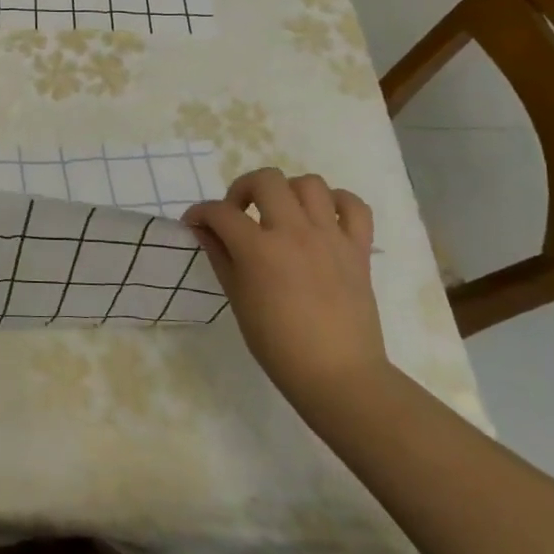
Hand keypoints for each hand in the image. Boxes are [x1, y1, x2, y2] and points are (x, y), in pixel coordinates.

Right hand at [182, 168, 391, 415]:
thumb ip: (220, 256)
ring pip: (309, 183)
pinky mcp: (358, 248)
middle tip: (239, 214)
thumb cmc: (277, 343)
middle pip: (266, 180)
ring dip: (288, 192)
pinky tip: (321, 219)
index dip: (200, 213)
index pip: (220, 212)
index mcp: (259, 249)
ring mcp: (330, 237)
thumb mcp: (237, 298)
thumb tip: (203, 230)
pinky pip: (353, 205)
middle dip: (242, 189)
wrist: (337, 374)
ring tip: (280, 214)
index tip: (195, 224)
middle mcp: (294, 232)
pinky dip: (336, 203)